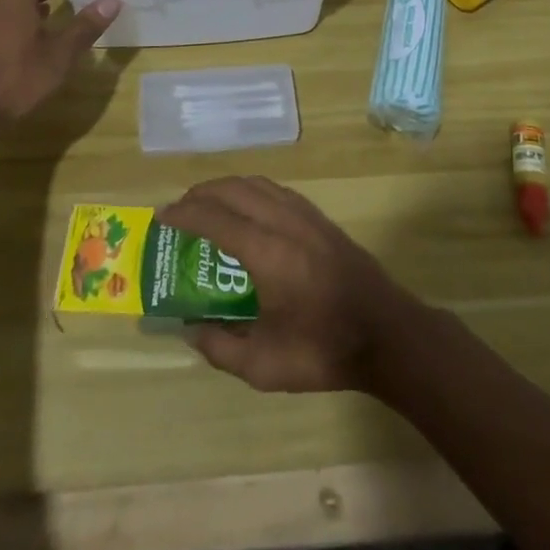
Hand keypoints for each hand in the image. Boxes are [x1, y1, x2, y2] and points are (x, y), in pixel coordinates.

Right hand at [159, 176, 421, 393]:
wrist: (386, 332)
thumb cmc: (323, 350)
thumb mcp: (263, 365)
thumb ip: (220, 347)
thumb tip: (190, 328)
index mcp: (267, 253)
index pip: (216, 219)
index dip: (185, 214)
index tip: (162, 216)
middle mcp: (284, 222)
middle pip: (235, 189)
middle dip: (202, 193)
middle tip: (179, 209)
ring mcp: (306, 215)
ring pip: (257, 183)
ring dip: (227, 187)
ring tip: (207, 204)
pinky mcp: (320, 218)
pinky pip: (276, 190)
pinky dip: (251, 189)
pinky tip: (246, 208)